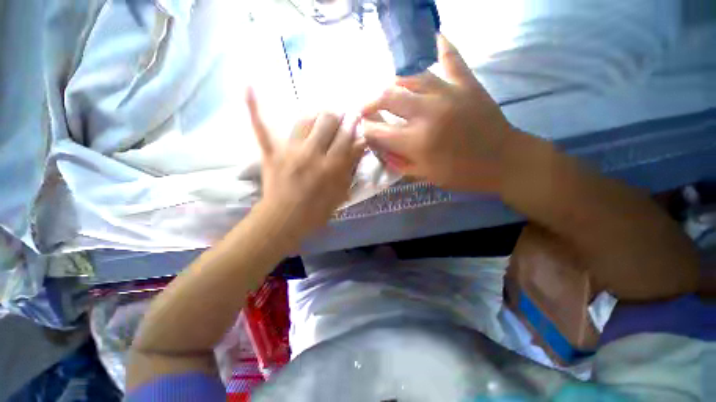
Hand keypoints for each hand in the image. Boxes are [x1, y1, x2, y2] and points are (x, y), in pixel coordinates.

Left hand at [246, 89, 364, 242]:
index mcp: (332, 167)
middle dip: (338, 115)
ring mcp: (289, 150)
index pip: (347, 136)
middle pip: (328, 121)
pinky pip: (261, 127)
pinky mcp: (271, 152)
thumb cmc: (317, 210)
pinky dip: (254, 107)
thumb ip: (350, 168)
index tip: (358, 117)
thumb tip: (360, 145)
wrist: (285, 218)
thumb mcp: (341, 193)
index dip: (354, 124)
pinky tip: (248, 84)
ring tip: (322, 114)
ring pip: (305, 119)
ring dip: (317, 113)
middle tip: (341, 116)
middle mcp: (312, 154)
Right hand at [361, 35, 514, 191]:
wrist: (502, 161)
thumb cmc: (460, 173)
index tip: (363, 129)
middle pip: (387, 96)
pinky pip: (450, 57)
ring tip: (388, 90)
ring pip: (410, 76)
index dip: (366, 129)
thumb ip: (398, 162)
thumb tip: (380, 149)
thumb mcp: (424, 175)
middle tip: (366, 107)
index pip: (378, 130)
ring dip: (393, 83)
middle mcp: (427, 113)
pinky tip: (432, 38)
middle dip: (370, 101)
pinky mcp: (466, 83)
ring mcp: (448, 93)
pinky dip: (440, 46)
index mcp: (416, 141)